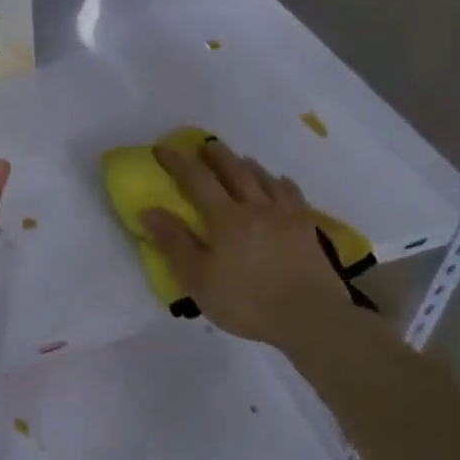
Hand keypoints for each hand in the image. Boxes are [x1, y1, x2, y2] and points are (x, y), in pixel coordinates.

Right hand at [139, 138, 353, 353]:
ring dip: (248, 165)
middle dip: (217, 155)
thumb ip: (174, 243)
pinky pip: (293, 195)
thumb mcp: (198, 279)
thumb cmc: (246, 301)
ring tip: (240, 159)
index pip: (197, 179)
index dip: (178, 162)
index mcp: (226, 218)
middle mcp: (256, 207)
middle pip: (235, 171)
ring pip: (265, 179)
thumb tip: (149, 210)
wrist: (310, 316)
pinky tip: (281, 182)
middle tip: (206, 143)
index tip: (162, 149)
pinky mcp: (307, 229)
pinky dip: (282, 183)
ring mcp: (286, 216)